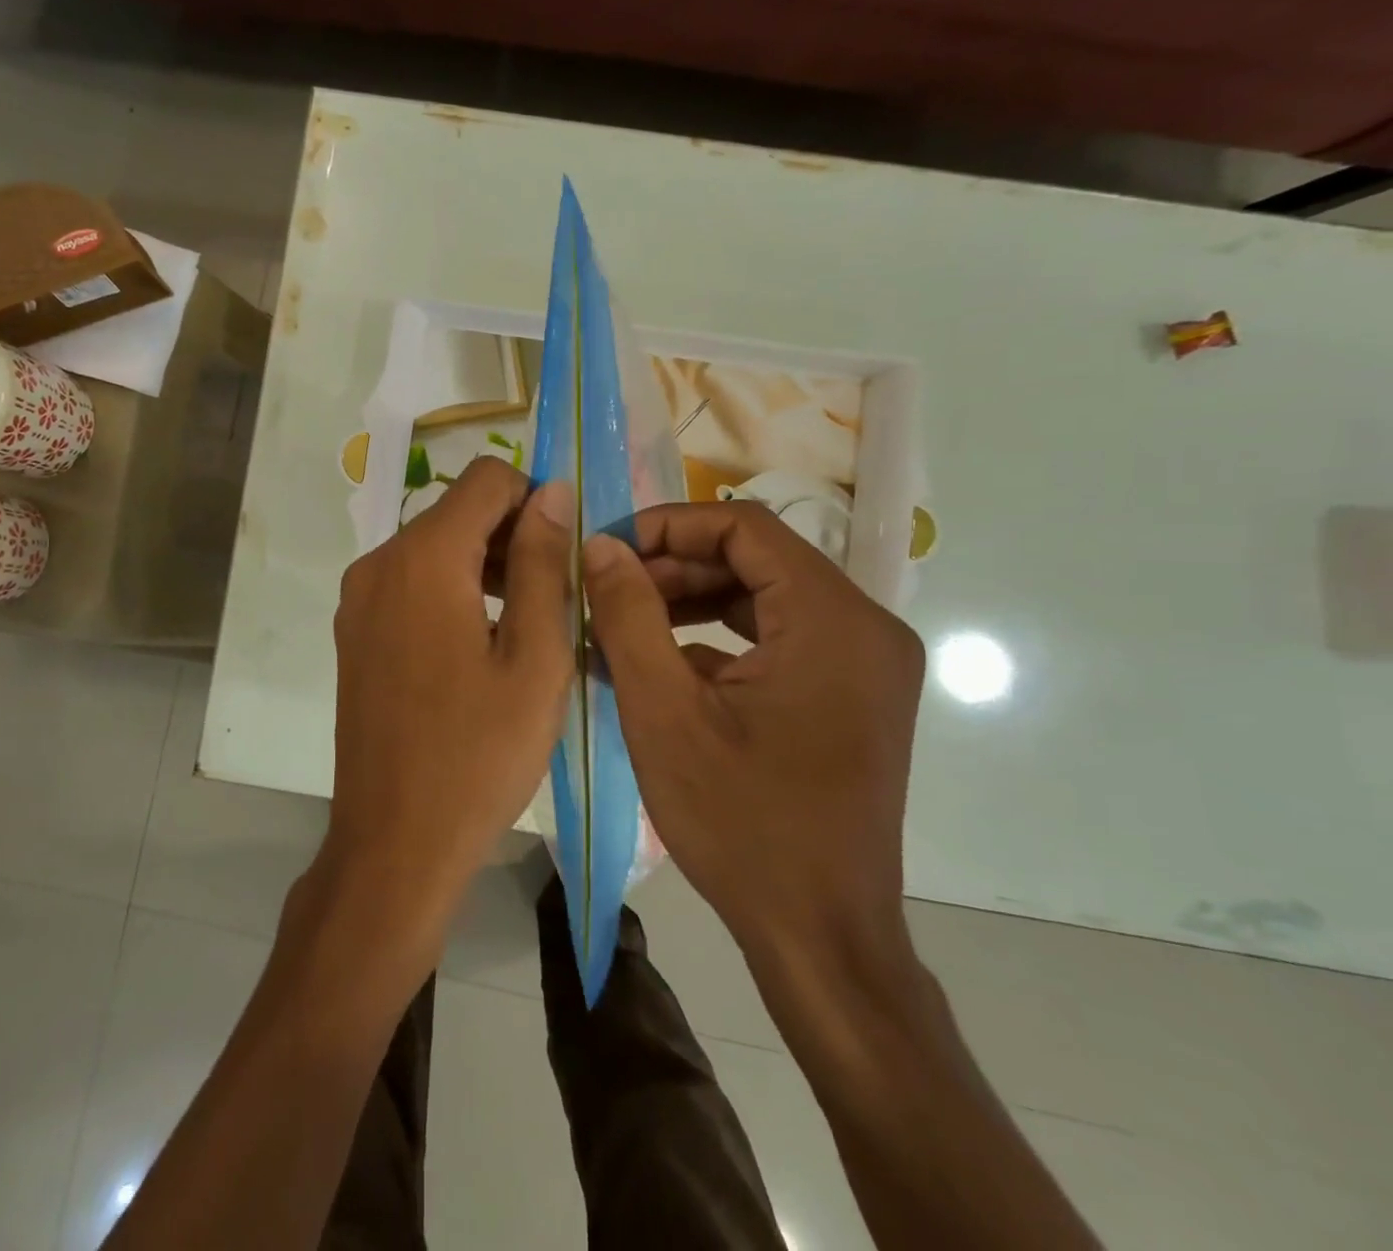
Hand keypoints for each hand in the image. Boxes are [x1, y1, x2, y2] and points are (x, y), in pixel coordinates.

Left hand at [323, 458, 574, 930]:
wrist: (395, 841)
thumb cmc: (479, 754)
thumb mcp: (535, 657)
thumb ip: (542, 563)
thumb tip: (551, 492)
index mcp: (422, 558)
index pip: (486, 477)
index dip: (534, 498)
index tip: (564, 551)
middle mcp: (378, 562)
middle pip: (456, 510)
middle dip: (510, 534)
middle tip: (554, 596)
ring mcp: (357, 598)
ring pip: (433, 546)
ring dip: (482, 563)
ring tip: (524, 624)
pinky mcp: (353, 631)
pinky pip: (409, 582)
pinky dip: (450, 589)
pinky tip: (479, 644)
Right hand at [580, 503, 924, 975]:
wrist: (819, 936)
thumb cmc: (741, 824)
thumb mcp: (664, 712)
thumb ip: (628, 615)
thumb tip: (598, 546)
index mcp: (833, 621)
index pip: (745, 527)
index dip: (666, 525)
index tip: (606, 550)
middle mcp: (864, 628)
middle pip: (756, 560)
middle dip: (672, 568)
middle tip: (605, 592)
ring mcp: (862, 663)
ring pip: (763, 598)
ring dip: (689, 603)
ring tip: (621, 624)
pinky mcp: (849, 694)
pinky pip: (776, 639)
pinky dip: (717, 640)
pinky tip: (659, 664)